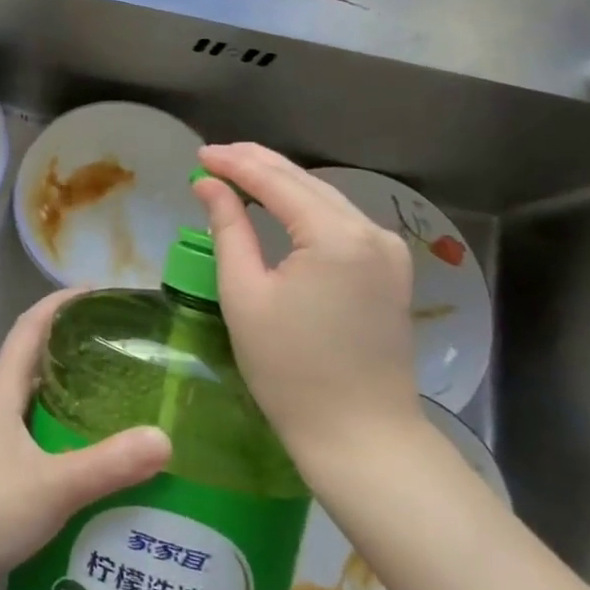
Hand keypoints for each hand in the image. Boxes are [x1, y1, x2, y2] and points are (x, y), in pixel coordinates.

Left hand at [0, 290, 171, 589]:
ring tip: (118, 404)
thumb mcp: (52, 485)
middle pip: (34, 362)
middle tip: (123, 353)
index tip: (98, 293)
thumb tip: (165, 438)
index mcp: (2, 392)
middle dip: (74, 349)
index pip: (29, 327)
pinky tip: (90, 461)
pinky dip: (62, 435)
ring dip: (69, 396)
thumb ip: (108, 464)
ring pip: (34, 402)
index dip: (60, 303)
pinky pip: (34, 437)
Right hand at [192, 143, 422, 478]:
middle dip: (257, 164)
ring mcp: (388, 250)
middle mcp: (370, 231)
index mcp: (335, 236)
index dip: (234, 163)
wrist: (361, 435)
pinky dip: (304, 206)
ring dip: (281, 182)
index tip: (199, 154)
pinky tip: (279, 204)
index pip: (276, 181)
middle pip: (305, 181)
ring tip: (237, 173)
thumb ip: (229, 228)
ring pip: (325, 197)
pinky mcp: (390, 270)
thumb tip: (209, 185)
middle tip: (213, 157)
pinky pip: (340, 221)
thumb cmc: (290, 369)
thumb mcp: (245, 294)